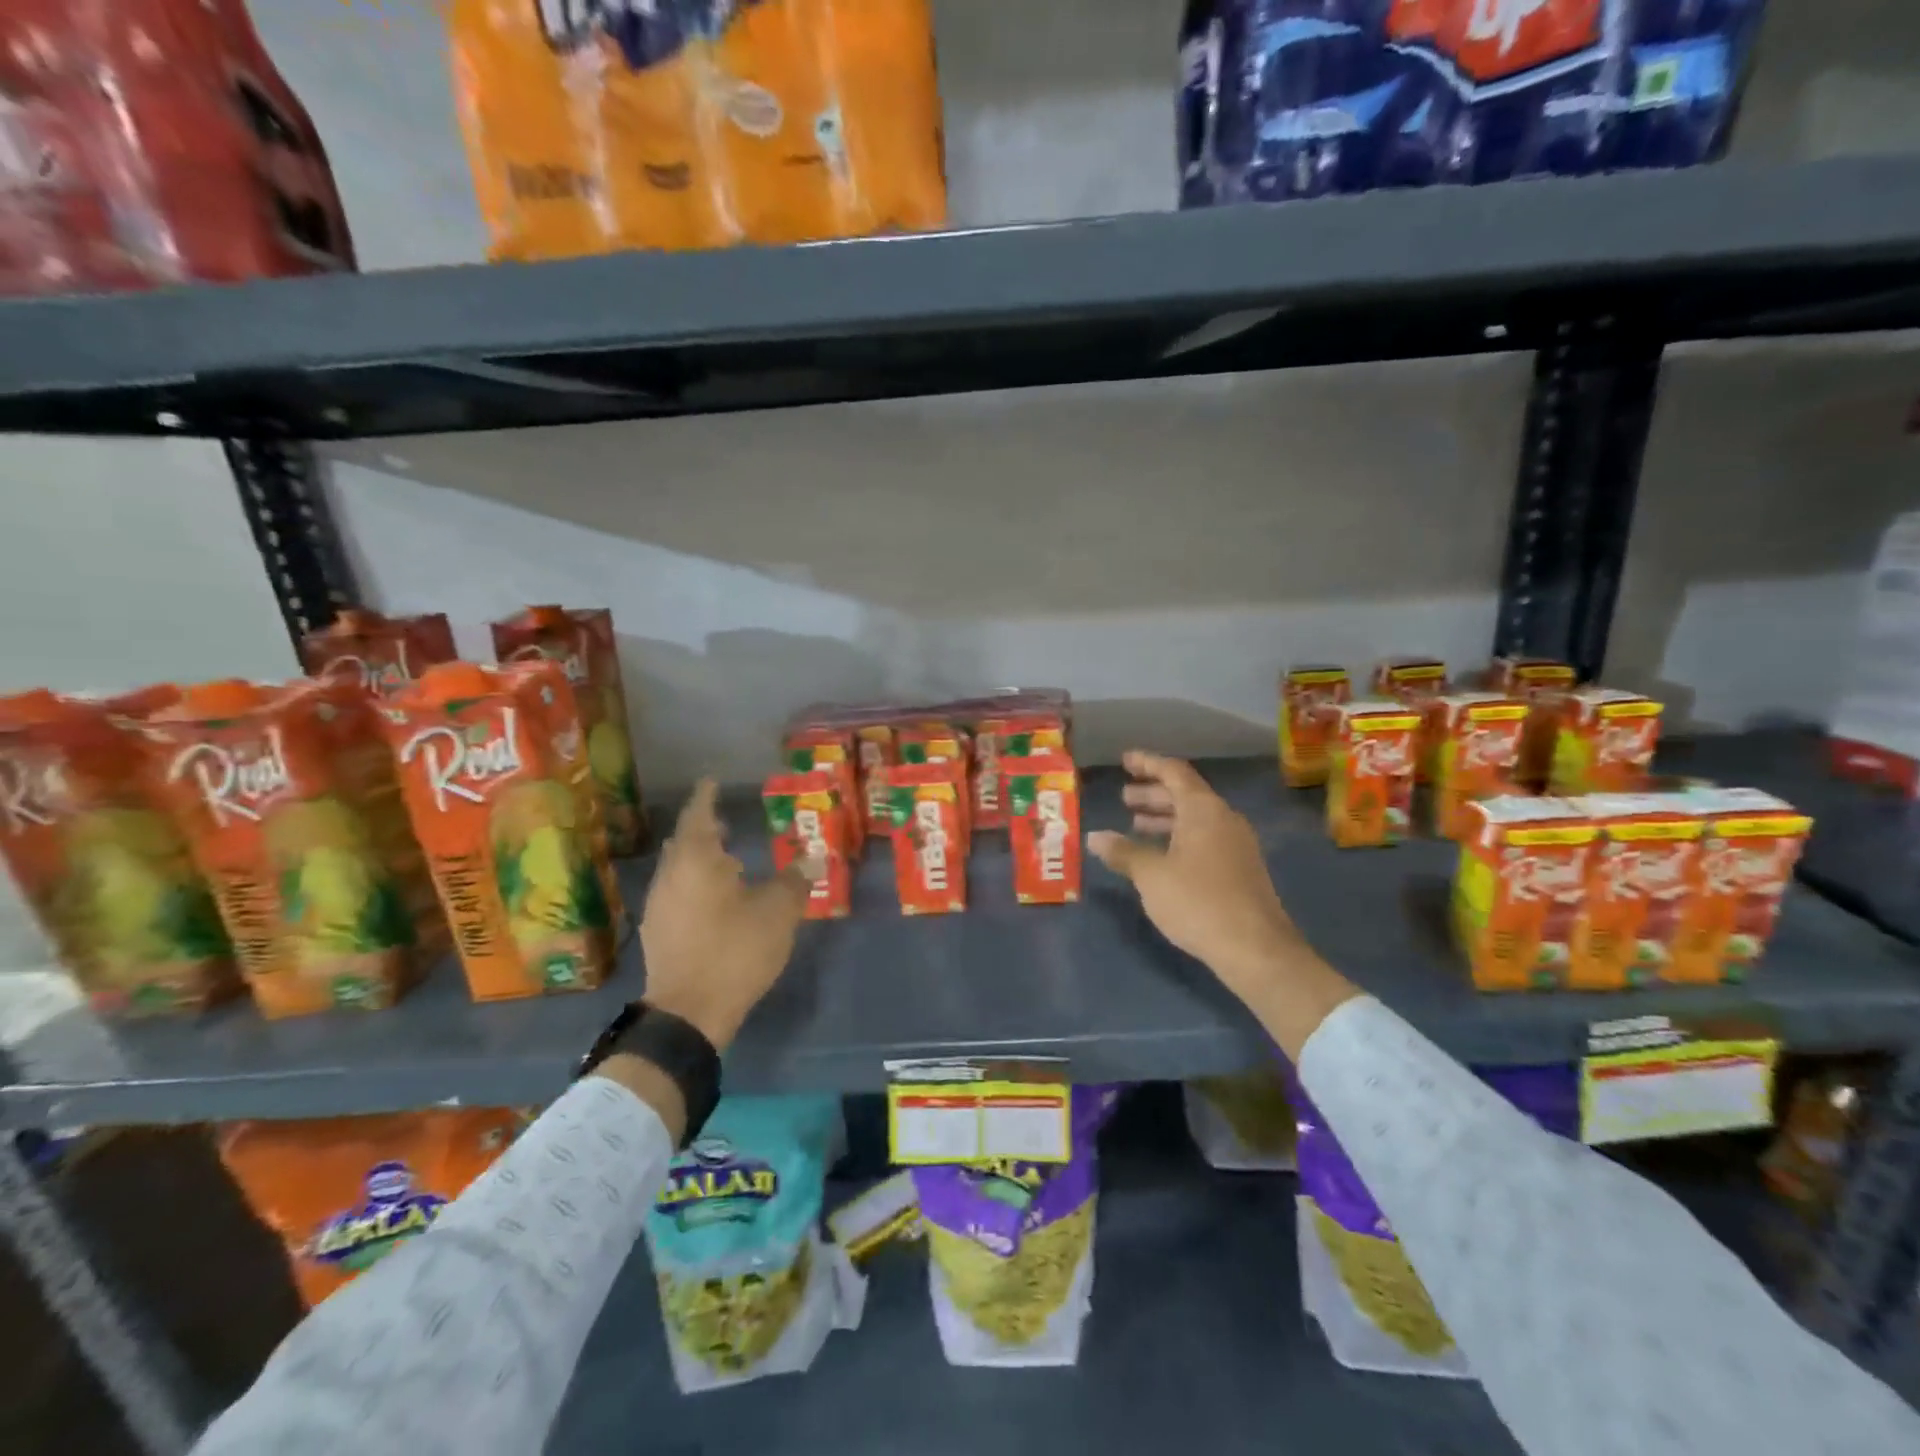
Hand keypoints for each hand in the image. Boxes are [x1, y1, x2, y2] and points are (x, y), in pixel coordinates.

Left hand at [638, 780, 810, 1051]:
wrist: (688, 1014)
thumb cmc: (735, 951)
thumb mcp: (777, 913)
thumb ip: (794, 881)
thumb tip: (813, 856)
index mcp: (696, 861)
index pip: (699, 816)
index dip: (707, 797)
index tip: (712, 781)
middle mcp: (671, 876)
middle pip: (684, 842)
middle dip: (703, 829)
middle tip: (725, 822)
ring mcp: (658, 906)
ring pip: (678, 869)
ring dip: (699, 860)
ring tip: (726, 861)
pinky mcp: (657, 933)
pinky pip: (675, 893)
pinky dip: (693, 885)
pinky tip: (714, 901)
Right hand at [1087, 752, 1303, 1001]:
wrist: (1254, 948)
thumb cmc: (1197, 901)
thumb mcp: (1151, 875)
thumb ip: (1123, 852)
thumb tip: (1095, 836)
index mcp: (1203, 810)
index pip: (1173, 772)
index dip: (1147, 763)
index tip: (1125, 760)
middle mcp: (1224, 819)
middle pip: (1185, 794)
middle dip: (1153, 794)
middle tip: (1124, 798)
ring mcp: (1236, 844)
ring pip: (1196, 819)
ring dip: (1165, 818)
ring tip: (1135, 826)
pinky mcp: (1240, 868)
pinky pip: (1204, 838)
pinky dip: (1179, 837)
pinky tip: (1161, 857)